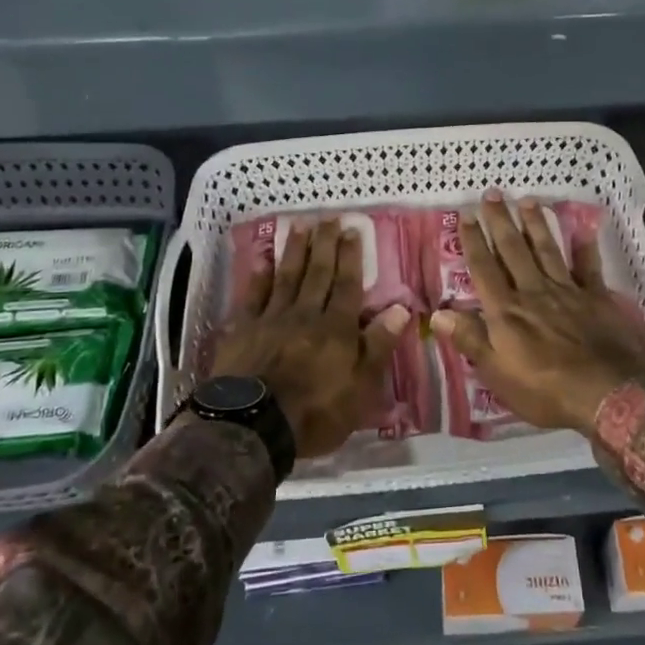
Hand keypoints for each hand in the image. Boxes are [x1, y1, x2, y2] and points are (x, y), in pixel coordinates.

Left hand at [211, 220, 412, 459]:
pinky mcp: (243, 330)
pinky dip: (259, 276)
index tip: (352, 230)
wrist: (253, 427)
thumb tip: (400, 308)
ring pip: (287, 277)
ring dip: (295, 250)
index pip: (347, 286)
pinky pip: (253, 296)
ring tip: (300, 226)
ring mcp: (272, 319)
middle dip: (325, 244)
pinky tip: (263, 259)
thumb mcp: (360, 389)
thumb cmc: (315, 413)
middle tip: (329, 218)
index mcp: (337, 329)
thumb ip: (378, 346)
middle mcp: (306, 314)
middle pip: (318, 273)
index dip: (351, 257)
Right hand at [429, 191, 644, 435]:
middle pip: (513, 250)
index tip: (466, 215)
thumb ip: (470, 340)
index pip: (484, 269)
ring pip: (547, 250)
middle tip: (492, 194)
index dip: (473, 241)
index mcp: (506, 311)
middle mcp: (533, 292)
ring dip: (536, 224)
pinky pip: (589, 267)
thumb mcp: (497, 374)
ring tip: (528, 201)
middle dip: (500, 221)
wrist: (609, 393)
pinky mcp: (597, 298)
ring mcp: (567, 292)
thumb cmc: (546, 390)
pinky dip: (585, 248)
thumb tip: (437, 313)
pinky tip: (584, 229)